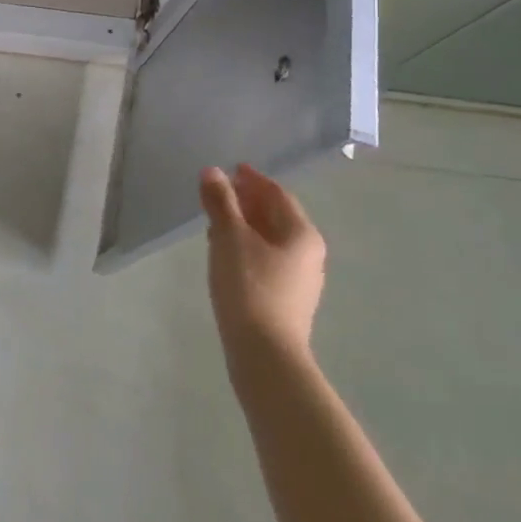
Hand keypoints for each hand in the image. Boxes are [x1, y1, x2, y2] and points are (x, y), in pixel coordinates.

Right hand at [201, 164, 326, 365]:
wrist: (264, 353)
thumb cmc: (249, 285)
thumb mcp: (229, 236)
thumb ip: (221, 201)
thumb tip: (212, 171)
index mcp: (301, 233)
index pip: (277, 194)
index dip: (253, 179)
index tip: (231, 168)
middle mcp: (308, 253)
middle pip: (276, 216)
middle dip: (248, 201)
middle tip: (219, 191)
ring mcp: (299, 279)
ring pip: (270, 239)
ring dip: (244, 224)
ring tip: (215, 219)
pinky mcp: (285, 299)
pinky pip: (265, 259)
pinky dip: (246, 246)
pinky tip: (224, 252)